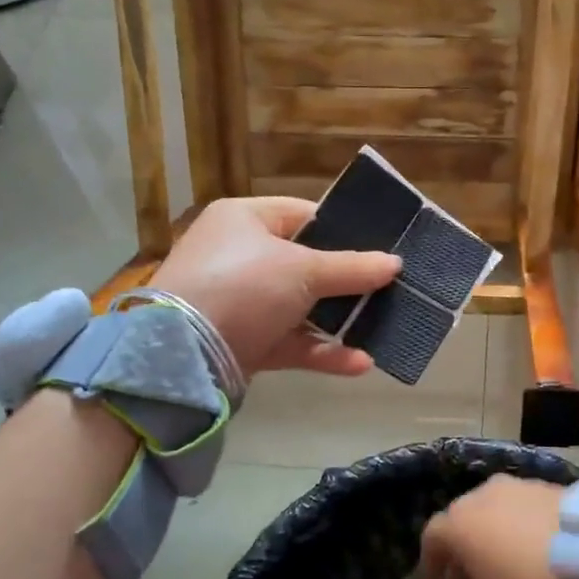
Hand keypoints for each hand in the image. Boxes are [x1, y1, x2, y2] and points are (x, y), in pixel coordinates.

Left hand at [150, 197, 400, 376]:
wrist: (183, 353)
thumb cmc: (243, 287)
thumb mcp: (302, 270)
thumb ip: (352, 268)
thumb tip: (395, 263)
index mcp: (245, 220)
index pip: (303, 215)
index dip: (343, 229)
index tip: (381, 246)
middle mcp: (241, 256)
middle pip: (306, 265)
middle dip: (348, 281)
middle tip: (390, 288)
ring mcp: (242, 302)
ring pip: (301, 308)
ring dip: (340, 321)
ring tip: (382, 328)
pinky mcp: (245, 342)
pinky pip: (291, 342)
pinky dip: (322, 351)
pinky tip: (360, 363)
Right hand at [417, 476, 568, 578]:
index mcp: (458, 521)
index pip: (431, 539)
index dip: (431, 566)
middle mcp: (482, 493)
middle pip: (462, 520)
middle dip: (462, 549)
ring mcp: (518, 485)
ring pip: (494, 510)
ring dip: (493, 534)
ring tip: (508, 563)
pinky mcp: (550, 486)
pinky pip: (523, 507)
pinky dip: (521, 526)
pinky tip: (537, 550)